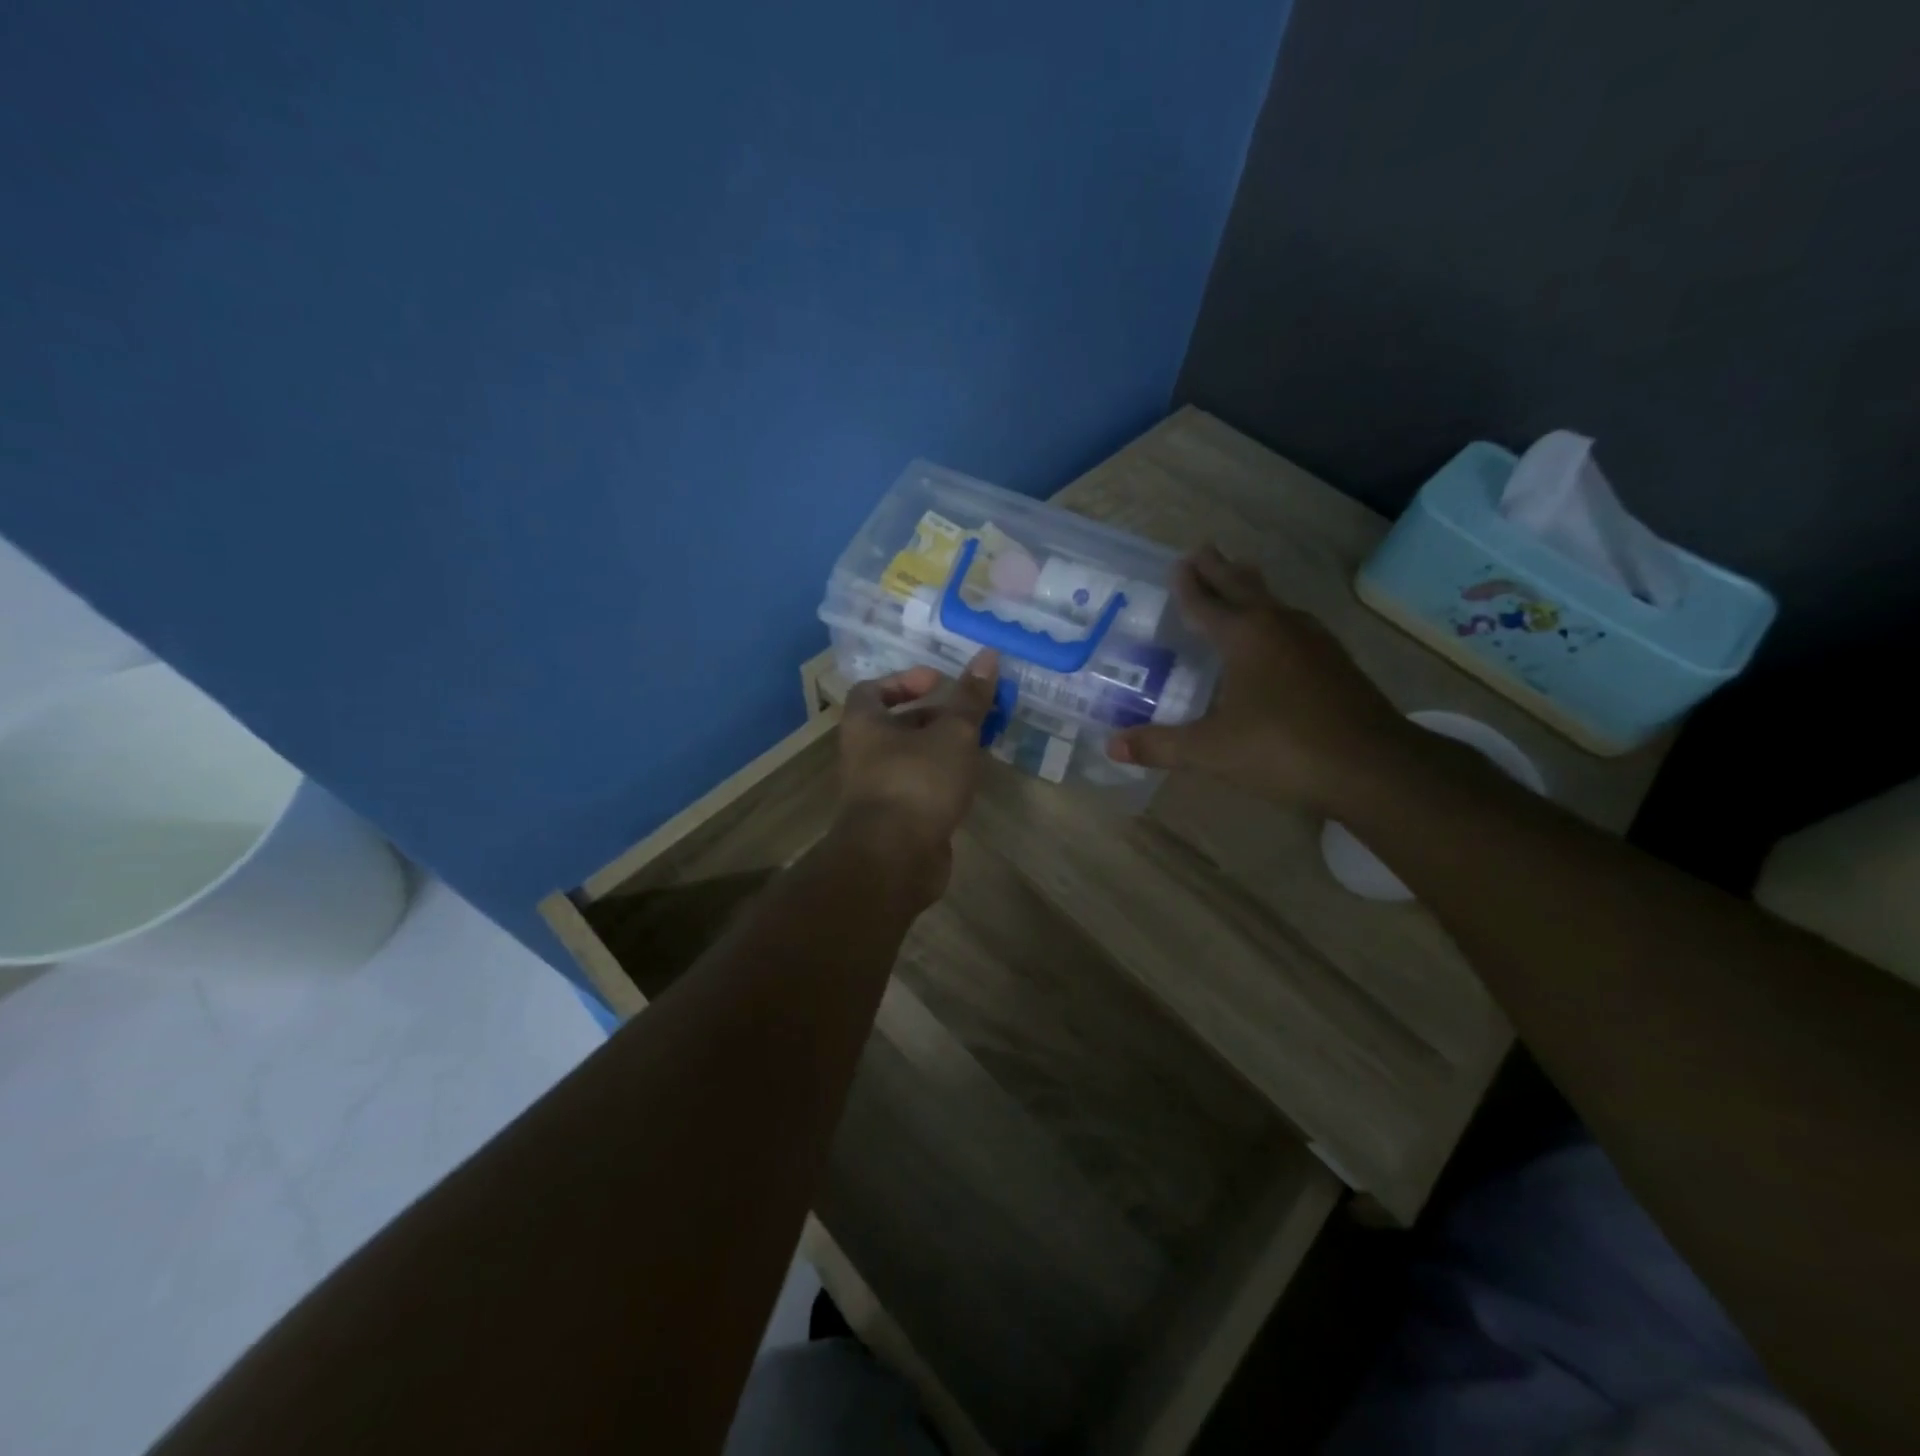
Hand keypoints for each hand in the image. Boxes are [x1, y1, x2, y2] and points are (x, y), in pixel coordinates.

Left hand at [834, 649, 999, 904]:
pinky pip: (919, 788)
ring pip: (910, 758)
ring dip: (939, 748)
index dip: (905, 680)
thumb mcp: (951, 733)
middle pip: (894, 724)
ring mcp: (878, 790)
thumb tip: (988, 656)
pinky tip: (969, 781)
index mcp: (865, 725)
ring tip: (977, 743)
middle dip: (931, 715)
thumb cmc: (917, 782)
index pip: (873, 689)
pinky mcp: (896, 819)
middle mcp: (863, 754)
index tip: (939, 681)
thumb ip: (970, 698)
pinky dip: (941, 779)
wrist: (895, 858)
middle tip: (968, 713)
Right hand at [1107, 546, 1411, 812]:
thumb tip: (1111, 746)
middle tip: (1204, 549)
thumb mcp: (1210, 750)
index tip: (1178, 562)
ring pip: (1275, 603)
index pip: (1207, 603)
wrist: (1373, 767)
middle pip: (1244, 588)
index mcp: (1245, 637)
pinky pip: (1295, 626)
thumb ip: (1160, 746)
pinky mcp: (1336, 664)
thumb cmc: (1282, 748)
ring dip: (1252, 588)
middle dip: (1221, 569)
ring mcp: (1314, 643)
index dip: (1189, 585)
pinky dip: (1275, 618)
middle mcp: (1280, 628)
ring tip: (1241, 578)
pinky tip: (1280, 634)